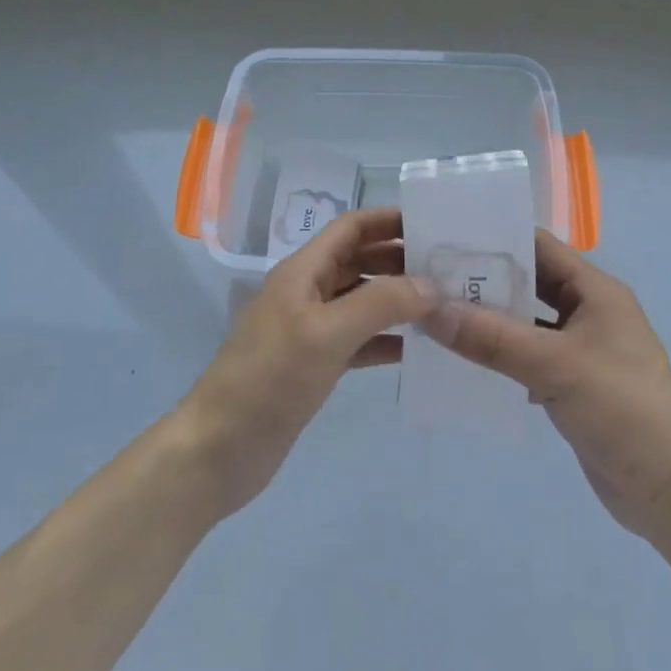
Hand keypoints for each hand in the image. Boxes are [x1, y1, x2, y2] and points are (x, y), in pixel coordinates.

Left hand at [177, 208, 435, 521]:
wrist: (220, 449)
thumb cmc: (270, 378)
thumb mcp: (327, 333)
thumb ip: (381, 304)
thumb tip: (432, 285)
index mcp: (303, 271)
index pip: (351, 228)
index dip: (389, 220)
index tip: (434, 223)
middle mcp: (308, 292)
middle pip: (360, 261)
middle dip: (401, 260)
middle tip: (451, 268)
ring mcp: (311, 329)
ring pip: (362, 301)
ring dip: (398, 300)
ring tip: (445, 305)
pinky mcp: (315, 364)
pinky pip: (359, 340)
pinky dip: (386, 339)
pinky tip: (418, 348)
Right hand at [423, 231, 670, 548]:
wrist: (670, 489)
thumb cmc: (621, 408)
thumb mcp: (555, 366)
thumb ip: (493, 337)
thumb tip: (431, 310)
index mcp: (595, 290)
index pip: (539, 247)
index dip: (495, 240)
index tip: (445, 240)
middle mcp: (589, 311)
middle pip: (529, 283)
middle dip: (485, 281)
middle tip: (430, 280)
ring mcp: (581, 348)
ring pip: (526, 322)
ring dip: (489, 320)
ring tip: (437, 316)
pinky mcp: (572, 383)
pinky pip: (528, 357)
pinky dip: (500, 355)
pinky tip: (463, 361)